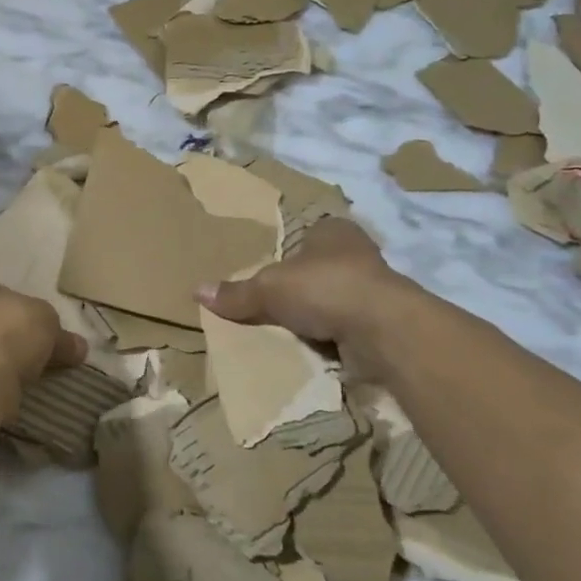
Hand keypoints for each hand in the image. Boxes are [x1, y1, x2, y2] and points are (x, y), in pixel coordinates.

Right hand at [196, 218, 425, 377]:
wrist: (384, 330)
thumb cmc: (324, 288)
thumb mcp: (269, 288)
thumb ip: (237, 293)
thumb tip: (196, 290)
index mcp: (332, 230)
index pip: (305, 235)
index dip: (287, 252)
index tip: (269, 273)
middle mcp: (357, 253)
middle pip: (318, 268)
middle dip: (301, 287)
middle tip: (272, 304)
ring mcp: (374, 289)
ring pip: (334, 299)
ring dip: (318, 315)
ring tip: (288, 331)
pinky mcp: (382, 322)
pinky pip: (347, 328)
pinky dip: (333, 338)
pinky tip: (314, 349)